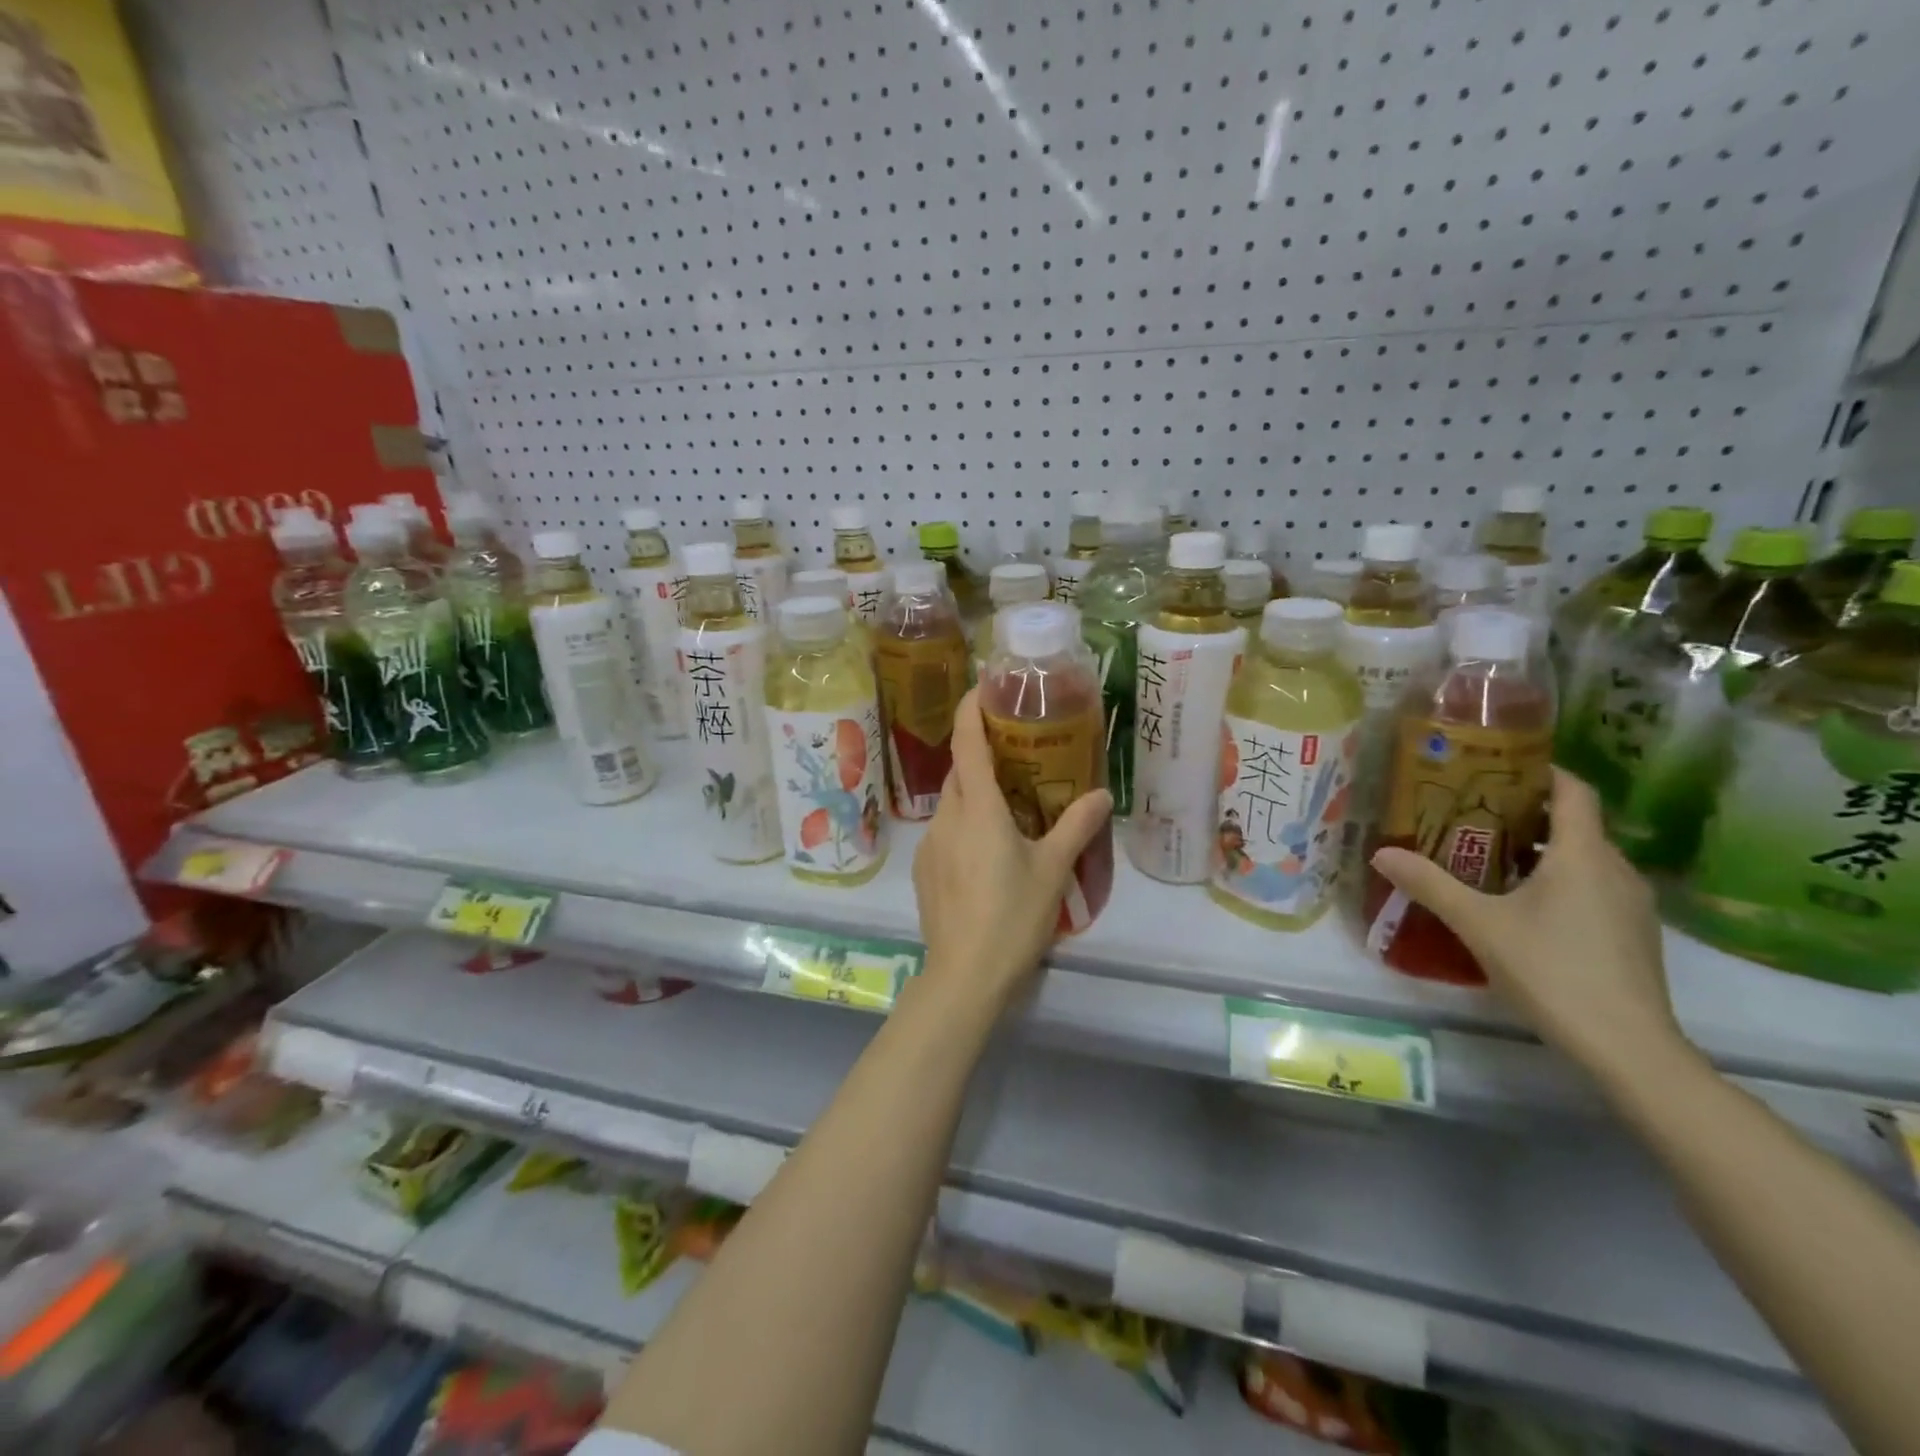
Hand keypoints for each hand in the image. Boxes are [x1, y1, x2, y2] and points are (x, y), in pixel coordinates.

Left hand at [912, 690, 1112, 1014]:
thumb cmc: (1013, 917)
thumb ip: (1076, 826)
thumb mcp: (1053, 870)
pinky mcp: (922, 870)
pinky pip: (944, 831)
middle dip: (980, 754)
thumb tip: (1101, 793)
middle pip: (959, 770)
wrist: (964, 976)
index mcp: (978, 808)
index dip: (970, 708)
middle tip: (1014, 753)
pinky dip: (963, 824)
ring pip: (951, 802)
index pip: (967, 742)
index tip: (982, 686)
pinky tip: (986, 852)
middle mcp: (947, 817)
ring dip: (974, 793)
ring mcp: (929, 844)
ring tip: (1007, 806)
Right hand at [1369, 768, 1687, 1078]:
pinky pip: (1593, 886)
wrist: (1628, 1047)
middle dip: (1527, 811)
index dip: (1541, 770)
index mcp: (1585, 855)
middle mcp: (1616, 870)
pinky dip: (1558, 878)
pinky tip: (1521, 902)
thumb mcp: (1479, 924)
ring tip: (1487, 855)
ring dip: (1541, 848)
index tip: (1497, 766)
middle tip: (1472, 811)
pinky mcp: (1631, 934)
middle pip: (1576, 823)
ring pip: (1584, 857)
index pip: (1574, 790)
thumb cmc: (1552, 970)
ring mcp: (1630, 904)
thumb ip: (1430, 885)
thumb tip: (1381, 853)